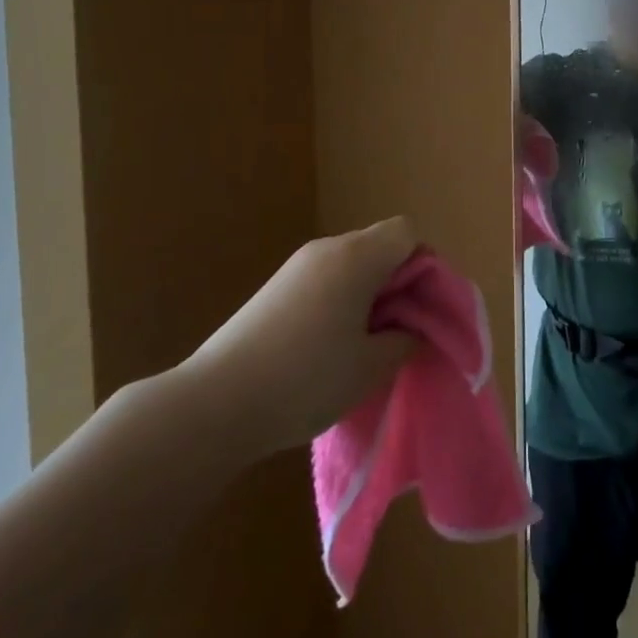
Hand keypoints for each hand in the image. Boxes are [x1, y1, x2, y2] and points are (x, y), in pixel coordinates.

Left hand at [175, 217, 420, 454]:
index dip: (423, 265)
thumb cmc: (305, 379)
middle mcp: (327, 248)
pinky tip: (328, 345)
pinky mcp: (274, 288)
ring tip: (364, 343)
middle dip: (398, 281)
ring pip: (351, 263)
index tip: (420, 309)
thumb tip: (415, 329)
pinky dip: (340, 300)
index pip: (407, 233)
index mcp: (357, 257)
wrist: (214, 404)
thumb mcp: (370, 366)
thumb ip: (406, 339)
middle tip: (399, 330)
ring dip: (368, 293)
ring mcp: (296, 266)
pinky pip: (324, 278)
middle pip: (379, 245)